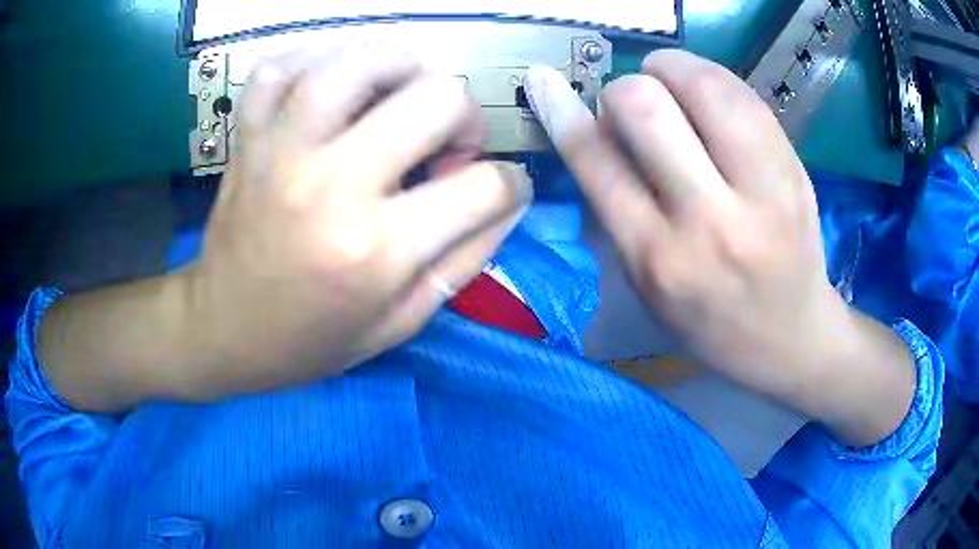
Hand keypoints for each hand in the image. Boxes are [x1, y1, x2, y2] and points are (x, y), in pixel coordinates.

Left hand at [40, 48, 532, 411]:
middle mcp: (331, 185)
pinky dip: (314, 61)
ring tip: (404, 96)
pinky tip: (335, 86)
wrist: (222, 331)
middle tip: (449, 143)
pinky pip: (281, 68)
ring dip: (401, 69)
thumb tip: (510, 198)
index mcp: (377, 249)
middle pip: (436, 97)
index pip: (486, 185)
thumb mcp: (402, 322)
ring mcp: (280, 151)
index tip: (499, 189)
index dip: (511, 183)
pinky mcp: (247, 138)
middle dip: (466, 116)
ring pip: (357, 63)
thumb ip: (466, 259)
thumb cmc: (310, 340)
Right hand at [524, 50, 913, 445]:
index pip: (596, 161)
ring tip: (672, 85)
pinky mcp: (795, 171)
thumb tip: (597, 130)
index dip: (561, 110)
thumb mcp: (649, 287)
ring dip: (672, 70)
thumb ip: (620, 210)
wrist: (792, 338)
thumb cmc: (713, 322)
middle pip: (645, 106)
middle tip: (636, 103)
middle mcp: (709, 221)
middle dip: (625, 89)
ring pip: (703, 86)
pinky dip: (713, 79)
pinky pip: (745, 95)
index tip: (543, 82)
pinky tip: (709, 95)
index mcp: (659, 259)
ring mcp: (761, 191)